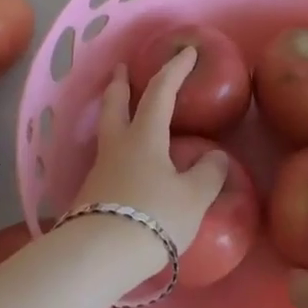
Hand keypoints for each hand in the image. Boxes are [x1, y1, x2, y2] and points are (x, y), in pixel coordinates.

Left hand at [69, 48, 229, 283]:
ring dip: (114, 114)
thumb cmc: (153, 217)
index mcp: (144, 136)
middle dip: (120, 84)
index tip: (187, 52)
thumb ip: (208, 174)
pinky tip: (126, 164)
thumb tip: (215, 157)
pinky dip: (117, 149)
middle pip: (114, 104)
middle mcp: (117, 146)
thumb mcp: (193, 198)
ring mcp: (99, 170)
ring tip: (123, 114)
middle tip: (120, 69)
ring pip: (107, 131)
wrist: (99, 255)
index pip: (160, 92)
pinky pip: (107, 160)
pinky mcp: (91, 195)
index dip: (175, 70)